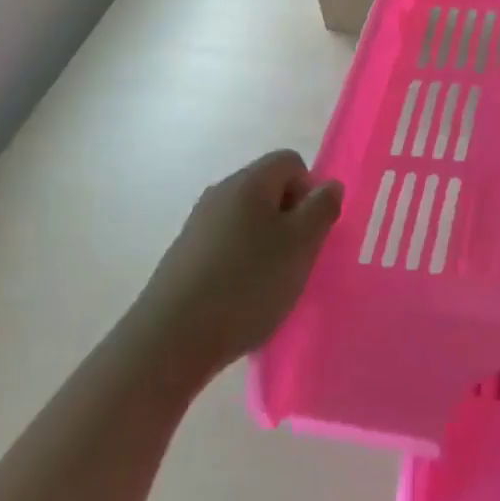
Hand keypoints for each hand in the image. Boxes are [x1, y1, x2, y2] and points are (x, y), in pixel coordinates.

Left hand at [137, 150, 342, 380]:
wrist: (170, 339)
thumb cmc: (247, 284)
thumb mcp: (301, 245)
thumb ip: (322, 209)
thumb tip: (329, 186)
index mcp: (249, 181)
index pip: (291, 162)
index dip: (310, 191)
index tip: (311, 231)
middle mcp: (221, 192)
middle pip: (269, 189)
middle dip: (290, 219)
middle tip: (297, 259)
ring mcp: (198, 223)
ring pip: (248, 219)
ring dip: (267, 243)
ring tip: (271, 283)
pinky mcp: (184, 254)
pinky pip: (227, 244)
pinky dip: (242, 262)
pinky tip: (242, 297)